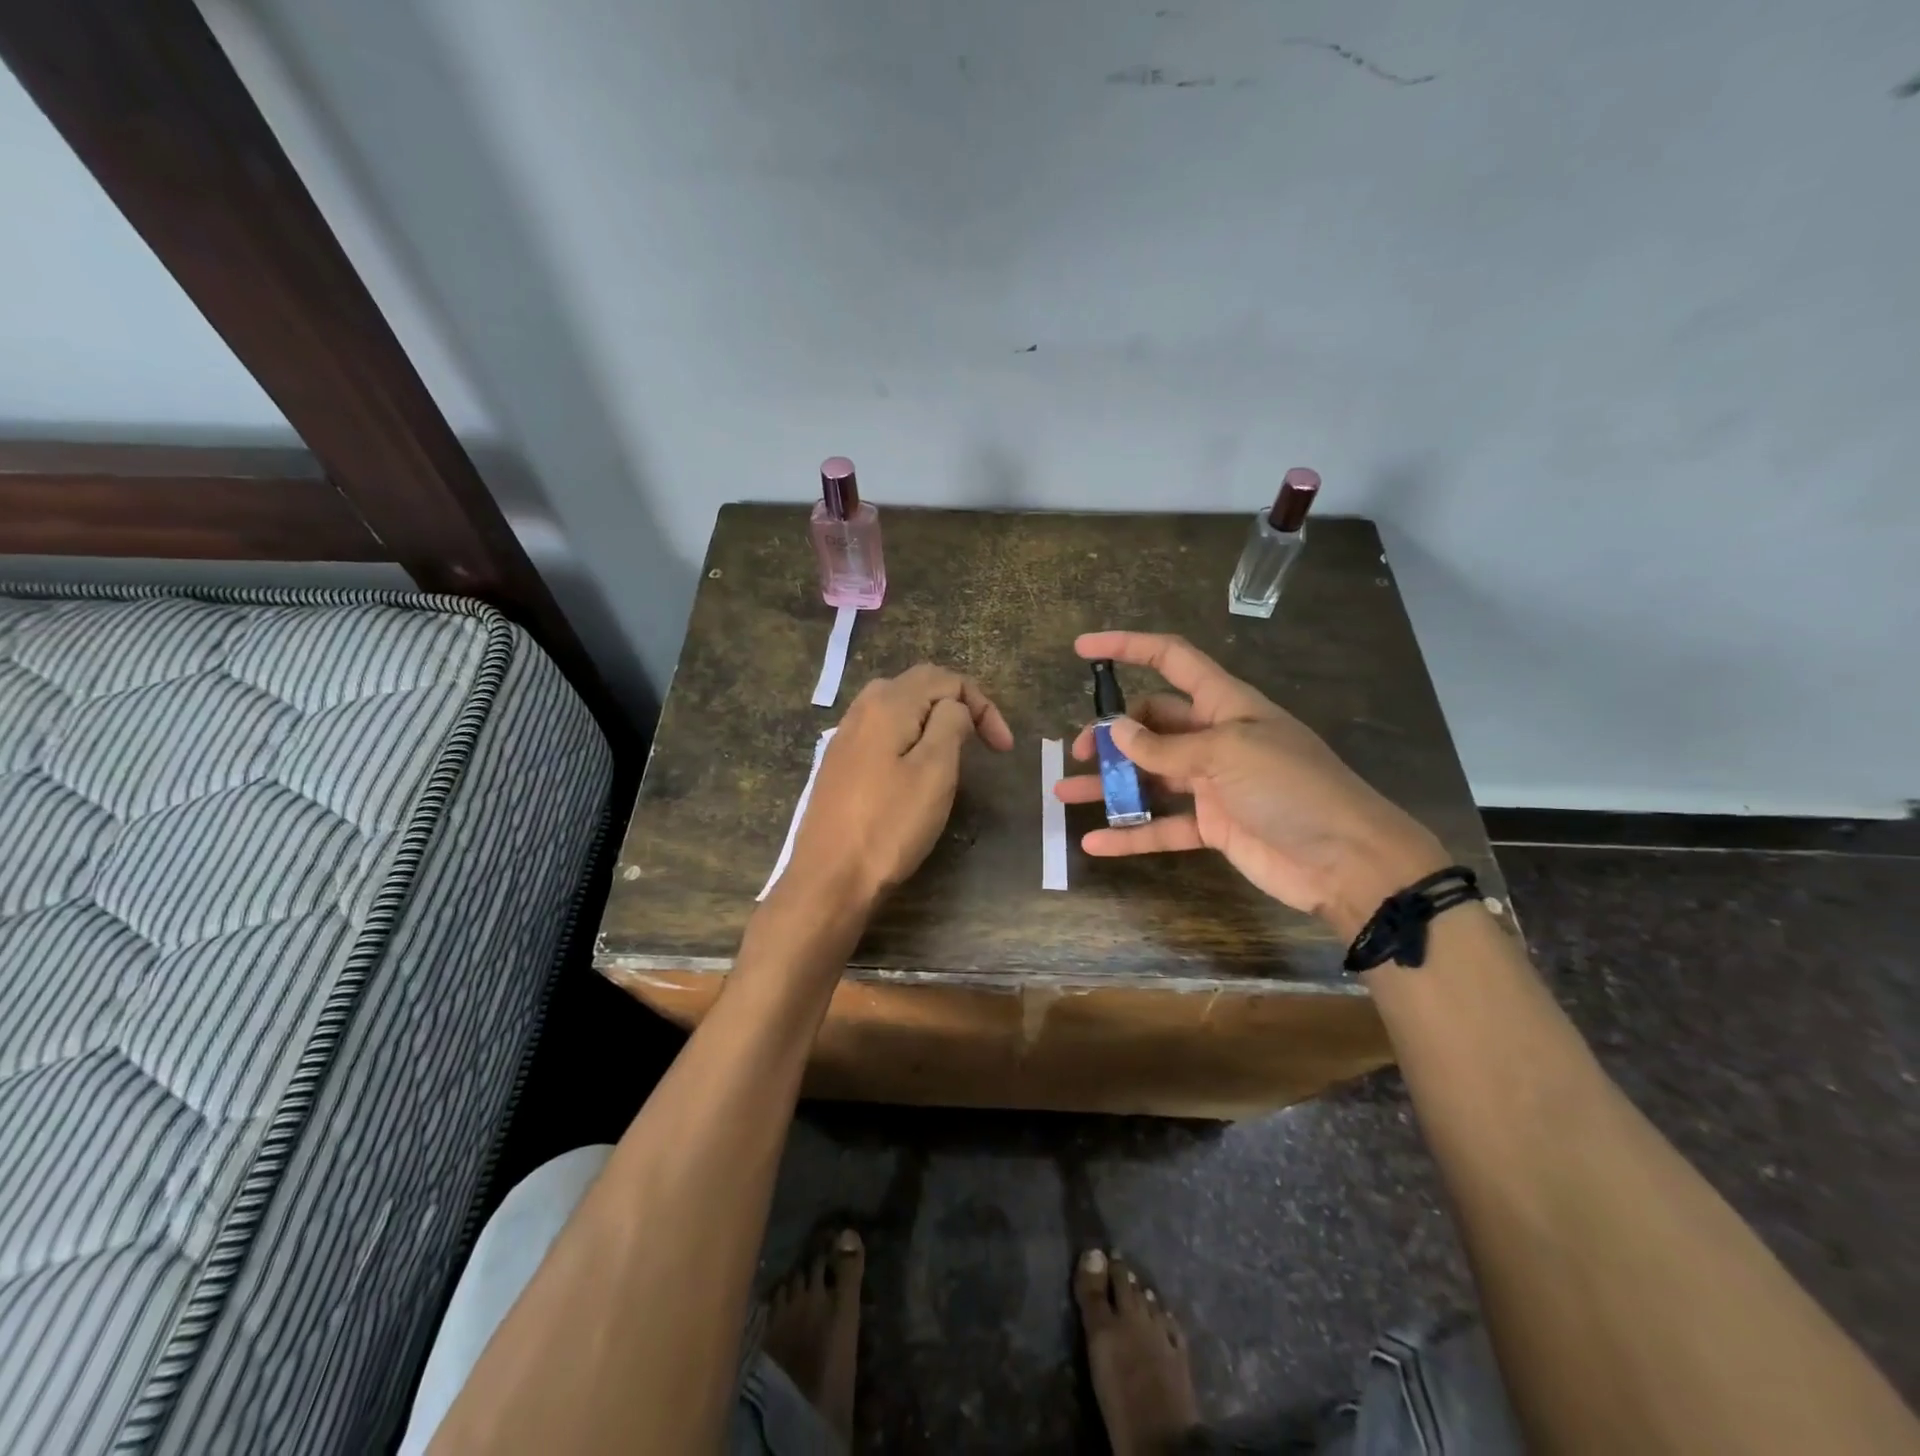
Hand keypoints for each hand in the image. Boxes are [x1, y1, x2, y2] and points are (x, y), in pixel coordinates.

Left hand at [788, 663, 1013, 907]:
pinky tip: (915, 766)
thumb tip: (954, 708)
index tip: (1003, 749)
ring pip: (899, 708)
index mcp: (888, 704)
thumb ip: (951, 724)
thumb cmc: (889, 826)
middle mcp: (861, 709)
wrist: (829, 878)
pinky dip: (909, 737)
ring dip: (933, 720)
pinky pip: (882, 731)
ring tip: (956, 751)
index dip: (982, 706)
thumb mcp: (935, 771)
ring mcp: (845, 736)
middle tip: (983, 742)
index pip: (945, 679)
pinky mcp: (839, 763)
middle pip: (919, 686)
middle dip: (958, 706)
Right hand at [1056, 631, 1446, 936]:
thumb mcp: (1227, 754)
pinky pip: (1161, 825)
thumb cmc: (1292, 788)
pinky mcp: (1212, 826)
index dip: (1128, 647)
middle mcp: (1215, 738)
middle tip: (1082, 752)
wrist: (1348, 861)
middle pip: (1152, 723)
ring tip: (1065, 791)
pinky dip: (1129, 833)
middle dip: (1113, 733)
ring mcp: (1212, 784)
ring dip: (1109, 784)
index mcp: (1226, 704)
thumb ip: (1166, 746)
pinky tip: (1093, 842)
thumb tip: (1117, 731)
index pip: (1171, 660)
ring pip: (1148, 776)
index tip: (1082, 647)